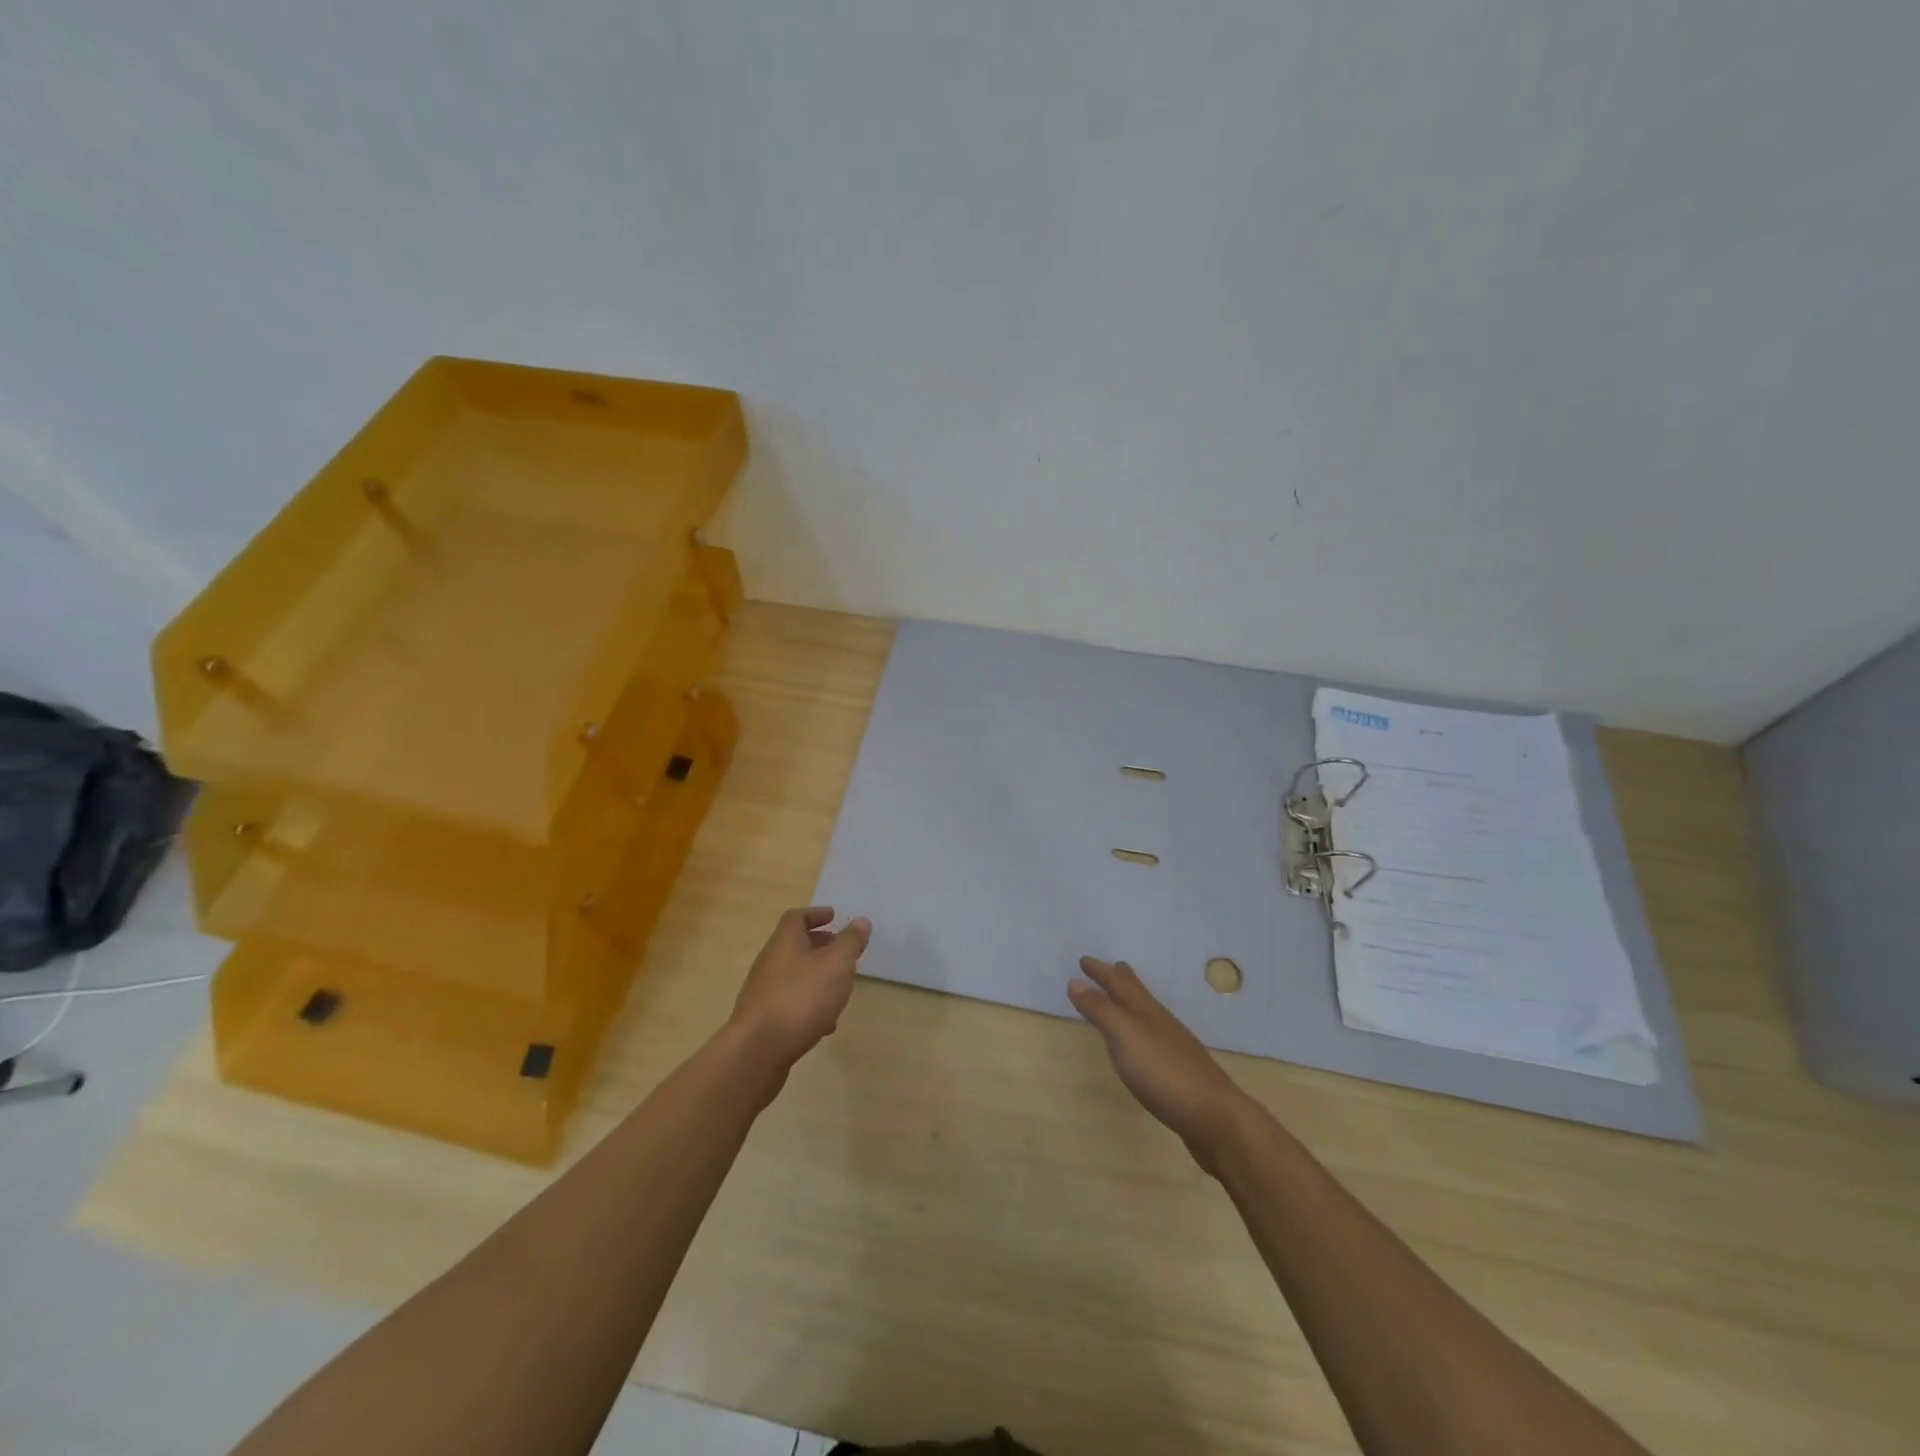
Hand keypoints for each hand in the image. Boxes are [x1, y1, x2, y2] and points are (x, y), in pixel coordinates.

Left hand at [730, 906, 872, 1070]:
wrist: (758, 1051)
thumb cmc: (801, 998)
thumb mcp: (837, 965)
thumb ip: (850, 942)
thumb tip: (860, 921)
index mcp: (785, 942)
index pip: (796, 917)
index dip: (815, 914)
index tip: (834, 916)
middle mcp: (770, 962)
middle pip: (794, 946)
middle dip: (819, 946)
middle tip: (842, 951)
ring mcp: (763, 992)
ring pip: (794, 976)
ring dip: (816, 977)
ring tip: (839, 988)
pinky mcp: (763, 1020)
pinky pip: (789, 1003)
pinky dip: (808, 1004)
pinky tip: (825, 1023)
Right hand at [1069, 956, 1252, 1173]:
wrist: (1213, 1115)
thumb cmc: (1163, 1071)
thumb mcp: (1124, 1036)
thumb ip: (1100, 1010)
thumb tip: (1075, 981)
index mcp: (1145, 1010)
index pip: (1119, 982)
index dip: (1101, 971)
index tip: (1084, 960)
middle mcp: (1159, 1022)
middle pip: (1138, 994)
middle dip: (1122, 979)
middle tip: (1112, 967)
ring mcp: (1172, 1047)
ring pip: (1147, 1016)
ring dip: (1131, 1004)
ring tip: (1122, 1001)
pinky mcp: (1178, 1072)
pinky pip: (1152, 1040)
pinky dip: (1139, 1032)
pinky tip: (1141, 1046)